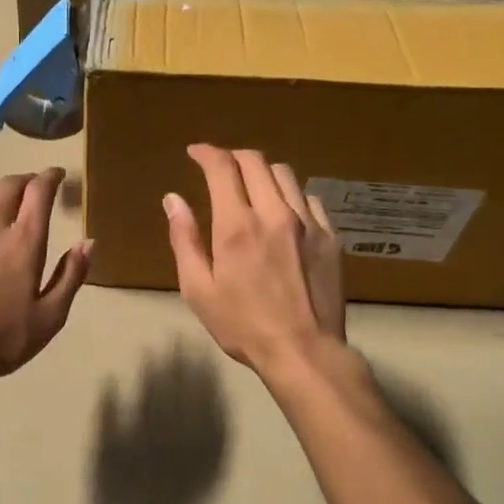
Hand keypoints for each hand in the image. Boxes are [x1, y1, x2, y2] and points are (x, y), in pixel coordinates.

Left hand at [0, 168, 91, 386]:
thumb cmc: (0, 340)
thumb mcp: (50, 317)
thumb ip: (71, 275)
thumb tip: (87, 242)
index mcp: (23, 241)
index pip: (39, 190)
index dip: (50, 176)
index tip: (57, 175)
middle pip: (8, 185)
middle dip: (25, 181)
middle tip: (34, 190)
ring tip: (3, 218)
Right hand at [163, 145, 345, 375]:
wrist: (303, 351)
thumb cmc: (242, 325)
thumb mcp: (199, 289)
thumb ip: (185, 240)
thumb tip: (173, 199)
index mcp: (237, 225)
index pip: (222, 167)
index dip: (206, 152)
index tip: (195, 153)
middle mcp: (274, 213)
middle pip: (255, 161)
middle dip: (232, 156)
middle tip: (220, 166)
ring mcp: (307, 222)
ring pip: (285, 174)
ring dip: (262, 171)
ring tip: (251, 185)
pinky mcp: (329, 237)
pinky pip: (309, 198)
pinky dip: (290, 194)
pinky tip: (283, 211)